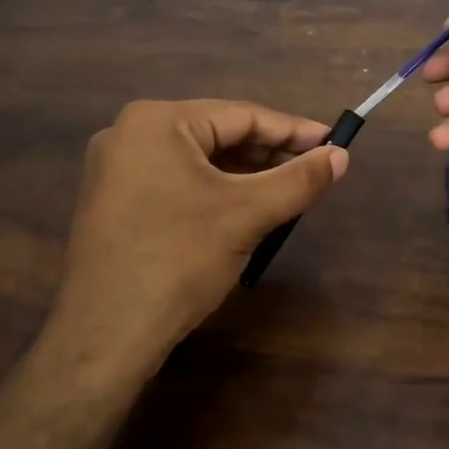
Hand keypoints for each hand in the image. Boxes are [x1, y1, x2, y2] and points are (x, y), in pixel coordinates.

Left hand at [48, 99, 347, 368]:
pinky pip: (177, 183)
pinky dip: (214, 192)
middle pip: (217, 135)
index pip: (241, 115)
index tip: (334, 143)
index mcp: (156, 121)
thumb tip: (342, 157)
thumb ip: (299, 180)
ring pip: (198, 162)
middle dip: (268, 155)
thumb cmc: (180, 259)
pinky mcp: (114, 203)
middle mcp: (130, 134)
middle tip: (313, 171)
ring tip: (286, 192)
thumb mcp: (247, 215)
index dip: (293, 130)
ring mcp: (116, 170)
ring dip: (244, 176)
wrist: (107, 332)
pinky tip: (243, 210)